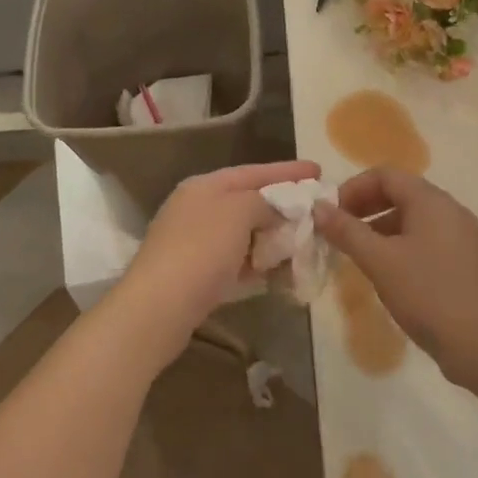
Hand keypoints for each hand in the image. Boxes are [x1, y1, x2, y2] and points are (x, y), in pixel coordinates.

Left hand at [114, 160, 321, 364]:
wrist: (159, 307)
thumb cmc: (201, 249)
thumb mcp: (238, 211)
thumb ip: (262, 202)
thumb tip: (272, 210)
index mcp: (205, 185)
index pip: (253, 171)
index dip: (287, 171)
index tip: (318, 170)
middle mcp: (197, 208)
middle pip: (248, 201)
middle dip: (283, 206)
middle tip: (316, 211)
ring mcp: (194, 242)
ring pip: (244, 234)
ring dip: (273, 238)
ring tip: (305, 243)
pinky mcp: (196, 275)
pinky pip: (237, 261)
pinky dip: (259, 263)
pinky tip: (281, 272)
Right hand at [314, 168, 477, 387]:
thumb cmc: (428, 294)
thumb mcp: (379, 261)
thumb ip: (346, 231)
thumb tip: (318, 207)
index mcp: (431, 201)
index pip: (385, 175)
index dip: (353, 188)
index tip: (331, 213)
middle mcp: (450, 210)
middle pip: (400, 193)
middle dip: (365, 207)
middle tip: (339, 232)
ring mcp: (462, 237)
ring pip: (413, 219)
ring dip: (380, 228)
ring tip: (358, 254)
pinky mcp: (465, 262)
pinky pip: (426, 240)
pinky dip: (400, 245)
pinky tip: (387, 273)